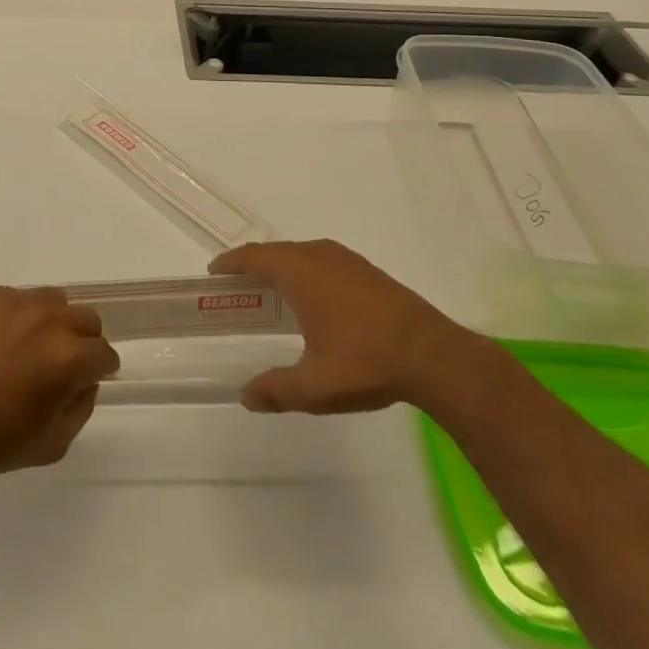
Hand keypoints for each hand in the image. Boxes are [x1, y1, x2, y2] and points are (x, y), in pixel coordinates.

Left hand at [0, 286, 119, 489]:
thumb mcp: (55, 442)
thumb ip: (81, 406)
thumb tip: (84, 379)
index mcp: (68, 356)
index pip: (103, 352)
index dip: (100, 369)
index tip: (89, 377)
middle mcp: (46, 318)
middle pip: (85, 317)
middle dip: (81, 341)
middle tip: (60, 363)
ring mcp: (11, 300)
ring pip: (50, 300)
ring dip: (49, 321)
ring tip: (26, 348)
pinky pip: (11, 297)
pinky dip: (12, 316)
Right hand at [209, 239, 481, 414]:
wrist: (434, 356)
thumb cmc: (366, 362)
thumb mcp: (315, 386)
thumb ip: (277, 390)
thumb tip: (246, 396)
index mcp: (299, 272)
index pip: (254, 257)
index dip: (231, 263)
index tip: (214, 273)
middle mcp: (319, 255)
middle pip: (276, 252)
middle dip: (254, 265)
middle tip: (238, 288)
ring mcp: (347, 260)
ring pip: (302, 254)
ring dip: (282, 267)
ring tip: (272, 292)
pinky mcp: (368, 272)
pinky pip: (323, 261)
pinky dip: (306, 271)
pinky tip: (314, 298)